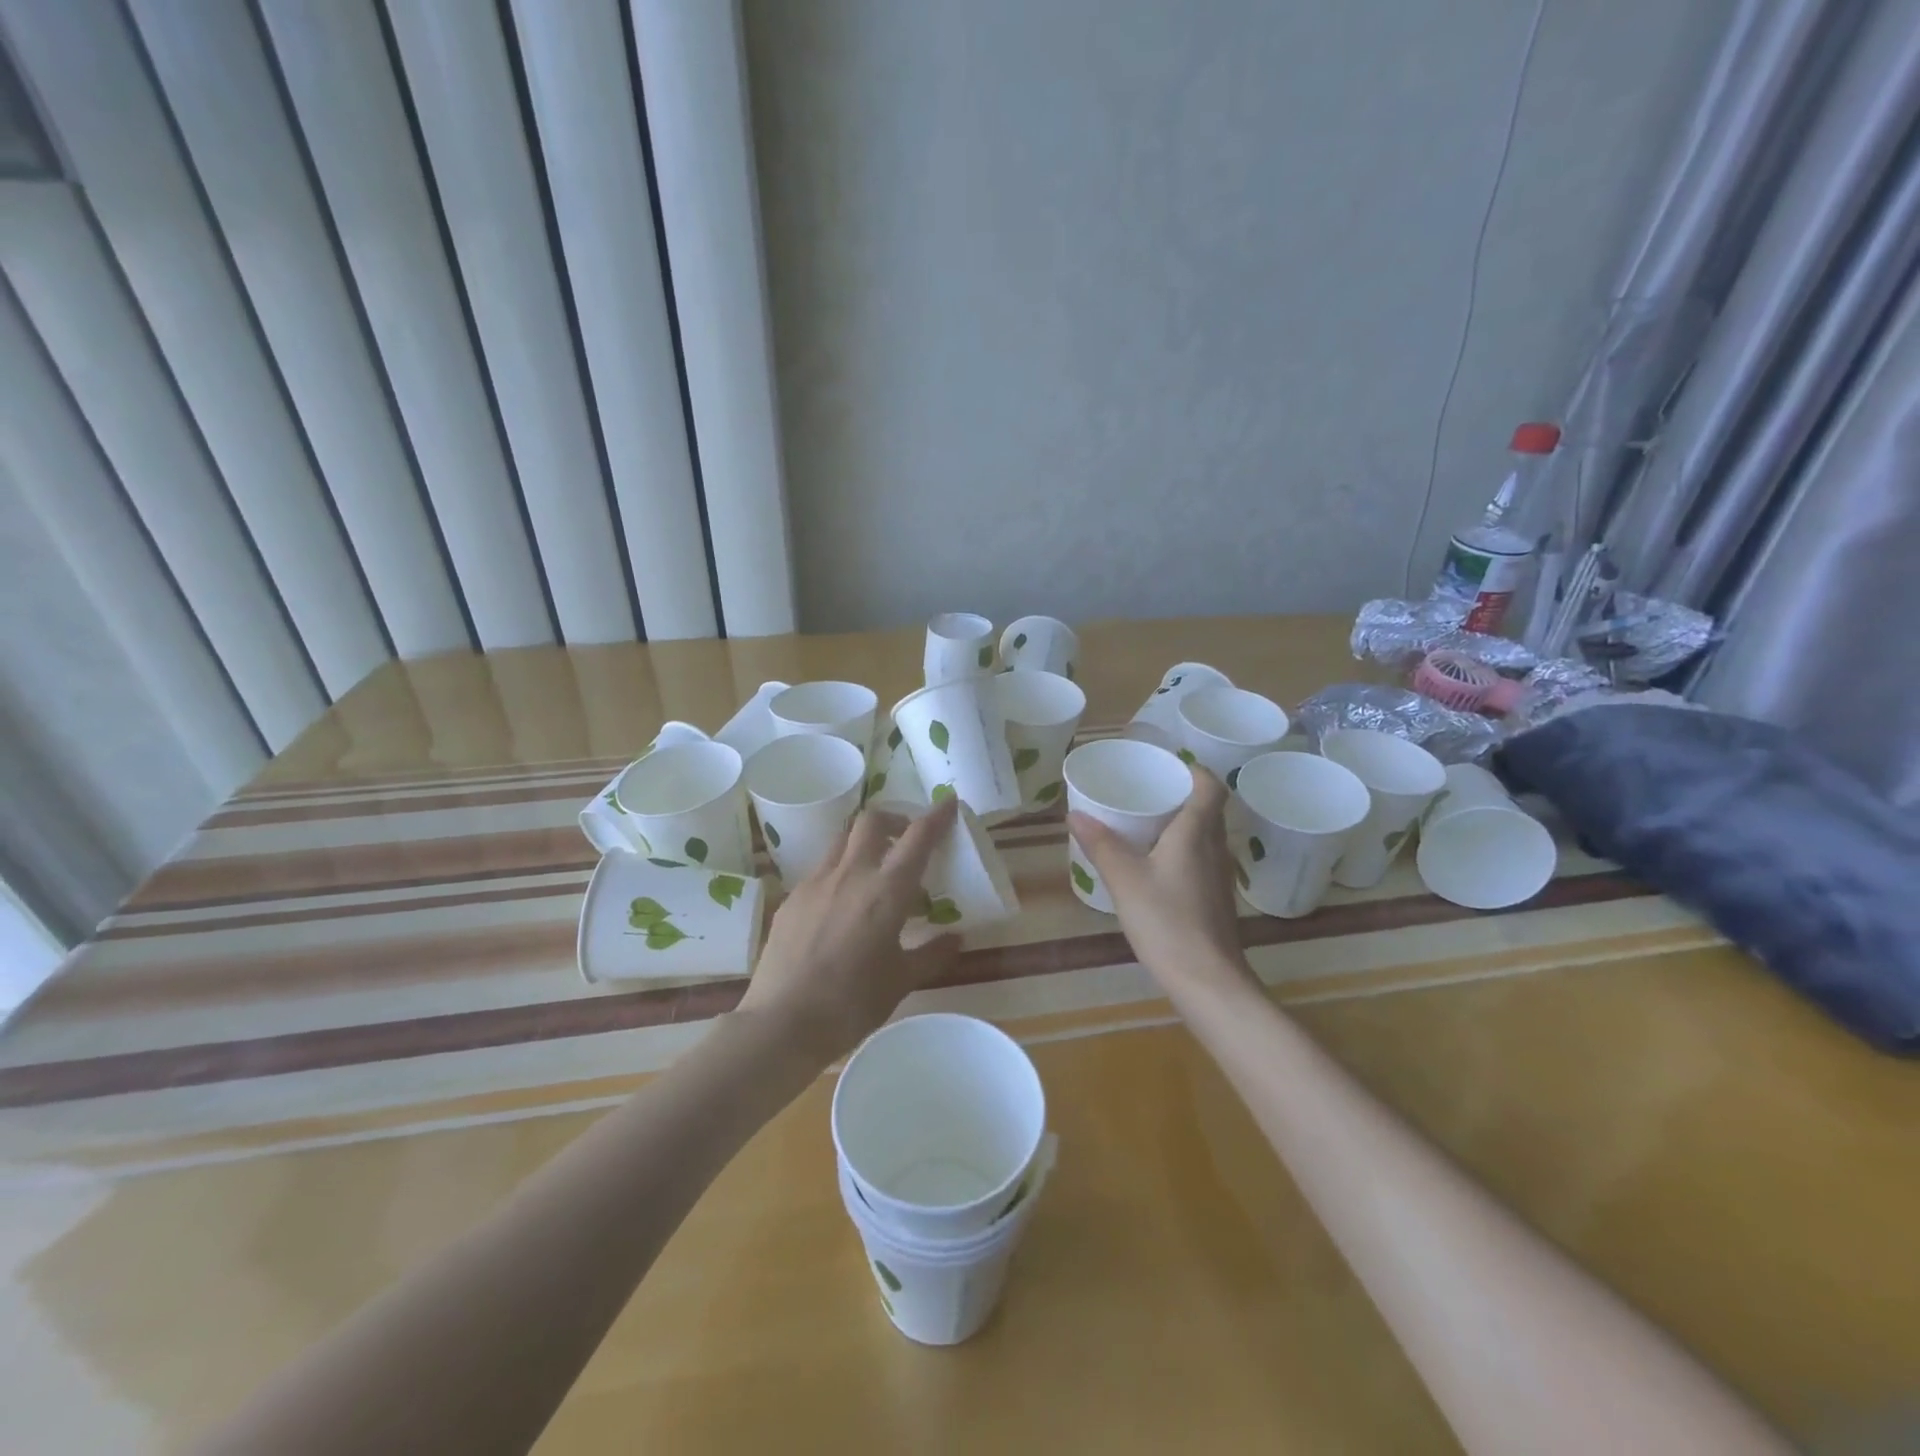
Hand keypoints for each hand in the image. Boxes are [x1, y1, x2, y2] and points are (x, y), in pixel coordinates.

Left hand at [737, 797, 961, 1062]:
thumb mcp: (901, 981)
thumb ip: (932, 954)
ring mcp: (816, 883)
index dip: (936, 815)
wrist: (782, 1022)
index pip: (917, 837)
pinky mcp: (792, 898)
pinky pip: (822, 870)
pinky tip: (843, 904)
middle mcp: (851, 874)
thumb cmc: (852, 1003)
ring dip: (864, 842)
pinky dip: (840, 871)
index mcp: (886, 890)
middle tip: (906, 839)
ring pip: (843, 840)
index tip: (948, 802)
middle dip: (894, 819)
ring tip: (875, 869)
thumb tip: (956, 939)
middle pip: (872, 821)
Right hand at [1068, 764, 1253, 995]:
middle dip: (1180, 796)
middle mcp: (1215, 848)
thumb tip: (1074, 813)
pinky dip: (1181, 852)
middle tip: (1145, 793)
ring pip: (1204, 837)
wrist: (1207, 980)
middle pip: (1207, 809)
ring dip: (1181, 825)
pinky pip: (1200, 860)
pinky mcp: (1216, 900)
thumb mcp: (1125, 879)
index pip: (1211, 786)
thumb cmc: (1167, 921)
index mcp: (1197, 833)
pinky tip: (1155, 868)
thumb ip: (1101, 845)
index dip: (1194, 770)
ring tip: (1145, 826)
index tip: (1166, 767)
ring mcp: (1219, 876)